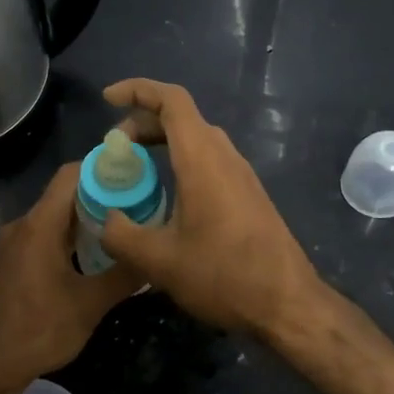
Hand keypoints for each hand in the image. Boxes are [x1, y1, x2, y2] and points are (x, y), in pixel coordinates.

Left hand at [0, 164, 139, 393]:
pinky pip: (43, 235)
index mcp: (39, 225)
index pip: (71, 175)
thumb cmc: (39, 332)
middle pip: (64, 194)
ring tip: (121, 230)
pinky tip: (91, 257)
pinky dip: (68, 237)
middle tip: (138, 206)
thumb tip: (156, 255)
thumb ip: (124, 275)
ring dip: (85, 220)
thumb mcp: (90, 305)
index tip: (135, 175)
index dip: (103, 168)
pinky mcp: (9, 261)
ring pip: (54, 217)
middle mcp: (22, 225)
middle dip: (101, 195)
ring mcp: (12, 244)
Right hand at [99, 78, 323, 341]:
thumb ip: (121, 235)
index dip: (137, 89)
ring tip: (135, 169)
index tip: (107, 99)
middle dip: (142, 122)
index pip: (171, 100)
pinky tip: (167, 195)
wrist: (287, 303)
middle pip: (182, 118)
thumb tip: (106, 220)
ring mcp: (241, 174)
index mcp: (202, 159)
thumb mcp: (159, 261)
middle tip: (114, 148)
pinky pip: (209, 160)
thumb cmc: (223, 275)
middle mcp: (224, 156)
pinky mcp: (248, 194)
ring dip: (162, 142)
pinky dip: (180, 161)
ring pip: (197, 139)